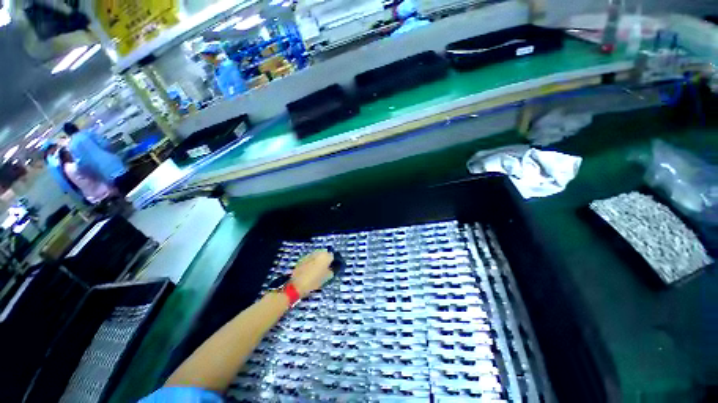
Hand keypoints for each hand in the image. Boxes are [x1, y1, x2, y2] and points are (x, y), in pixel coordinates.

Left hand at [290, 250, 333, 297]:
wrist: (297, 285)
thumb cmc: (314, 281)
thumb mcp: (327, 278)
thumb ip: (331, 270)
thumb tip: (332, 267)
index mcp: (325, 257)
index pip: (332, 256)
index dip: (333, 262)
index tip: (332, 268)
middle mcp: (318, 253)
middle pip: (324, 254)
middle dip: (325, 260)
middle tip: (325, 269)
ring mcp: (309, 255)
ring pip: (317, 256)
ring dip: (318, 261)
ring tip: (317, 270)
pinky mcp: (302, 258)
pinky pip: (310, 259)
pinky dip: (312, 262)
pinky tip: (310, 270)